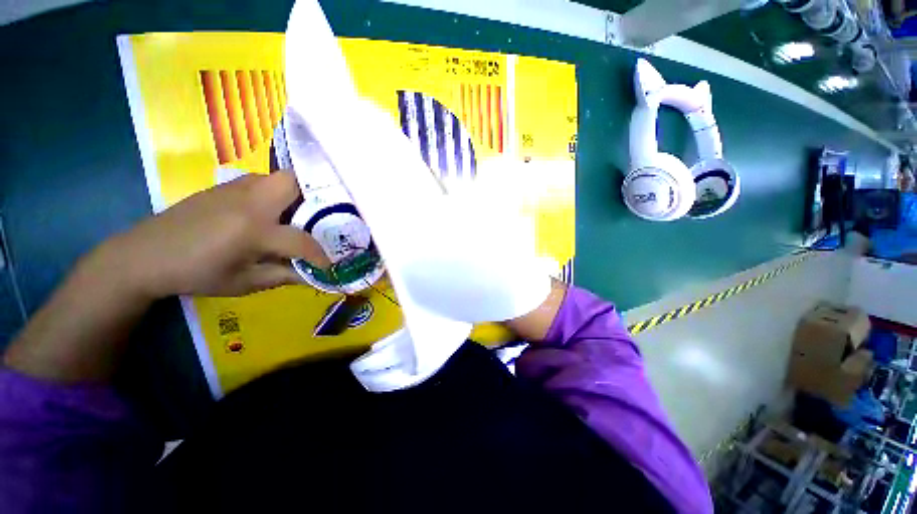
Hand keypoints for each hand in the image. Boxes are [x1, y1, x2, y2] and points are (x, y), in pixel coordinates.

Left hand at [100, 171, 328, 298]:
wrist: (144, 254)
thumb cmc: (195, 274)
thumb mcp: (243, 283)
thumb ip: (283, 276)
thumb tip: (314, 277)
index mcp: (253, 230)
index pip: (301, 240)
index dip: (320, 254)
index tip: (329, 264)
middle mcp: (249, 202)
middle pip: (292, 182)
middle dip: (311, 196)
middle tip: (316, 218)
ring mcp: (234, 189)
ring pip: (276, 177)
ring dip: (292, 194)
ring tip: (294, 216)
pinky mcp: (223, 187)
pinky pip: (259, 181)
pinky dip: (273, 193)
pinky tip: (266, 213)